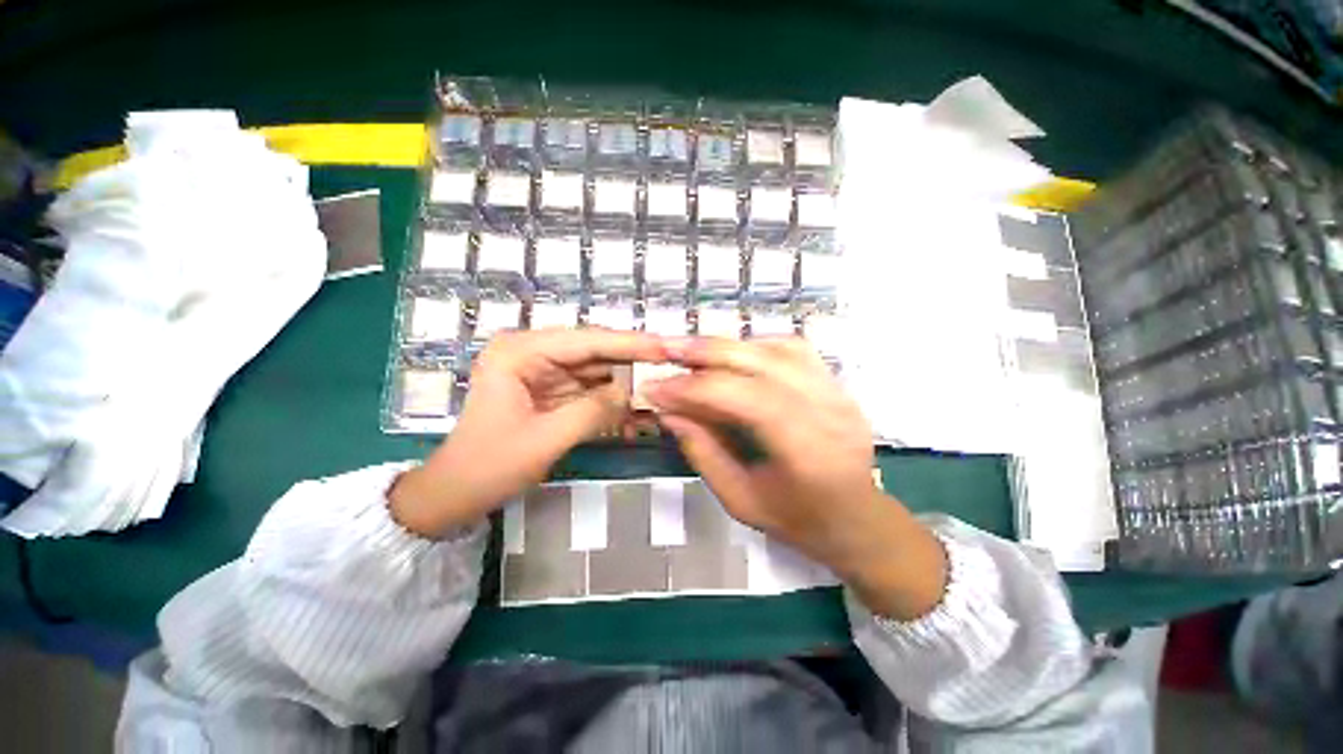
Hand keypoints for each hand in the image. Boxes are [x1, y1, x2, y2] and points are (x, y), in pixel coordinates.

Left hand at [389, 328, 665, 536]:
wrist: (455, 494)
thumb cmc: (490, 466)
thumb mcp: (545, 440)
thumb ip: (593, 411)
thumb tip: (631, 391)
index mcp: (520, 352)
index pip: (587, 340)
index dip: (630, 343)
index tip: (665, 346)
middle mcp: (531, 352)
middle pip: (594, 350)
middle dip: (632, 359)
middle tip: (670, 361)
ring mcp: (541, 370)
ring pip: (595, 369)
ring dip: (625, 379)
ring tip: (661, 383)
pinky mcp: (550, 389)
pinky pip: (588, 387)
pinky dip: (611, 397)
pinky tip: (636, 403)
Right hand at [643, 337, 946, 619]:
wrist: (858, 517)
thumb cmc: (797, 520)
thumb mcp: (740, 500)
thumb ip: (702, 452)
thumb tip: (668, 412)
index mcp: (807, 451)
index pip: (746, 400)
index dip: (695, 389)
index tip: (655, 388)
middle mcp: (828, 411)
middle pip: (763, 363)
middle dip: (707, 353)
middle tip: (666, 349)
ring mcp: (837, 392)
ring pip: (777, 348)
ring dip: (729, 346)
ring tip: (693, 351)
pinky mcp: (836, 382)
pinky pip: (793, 348)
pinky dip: (755, 345)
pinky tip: (733, 355)